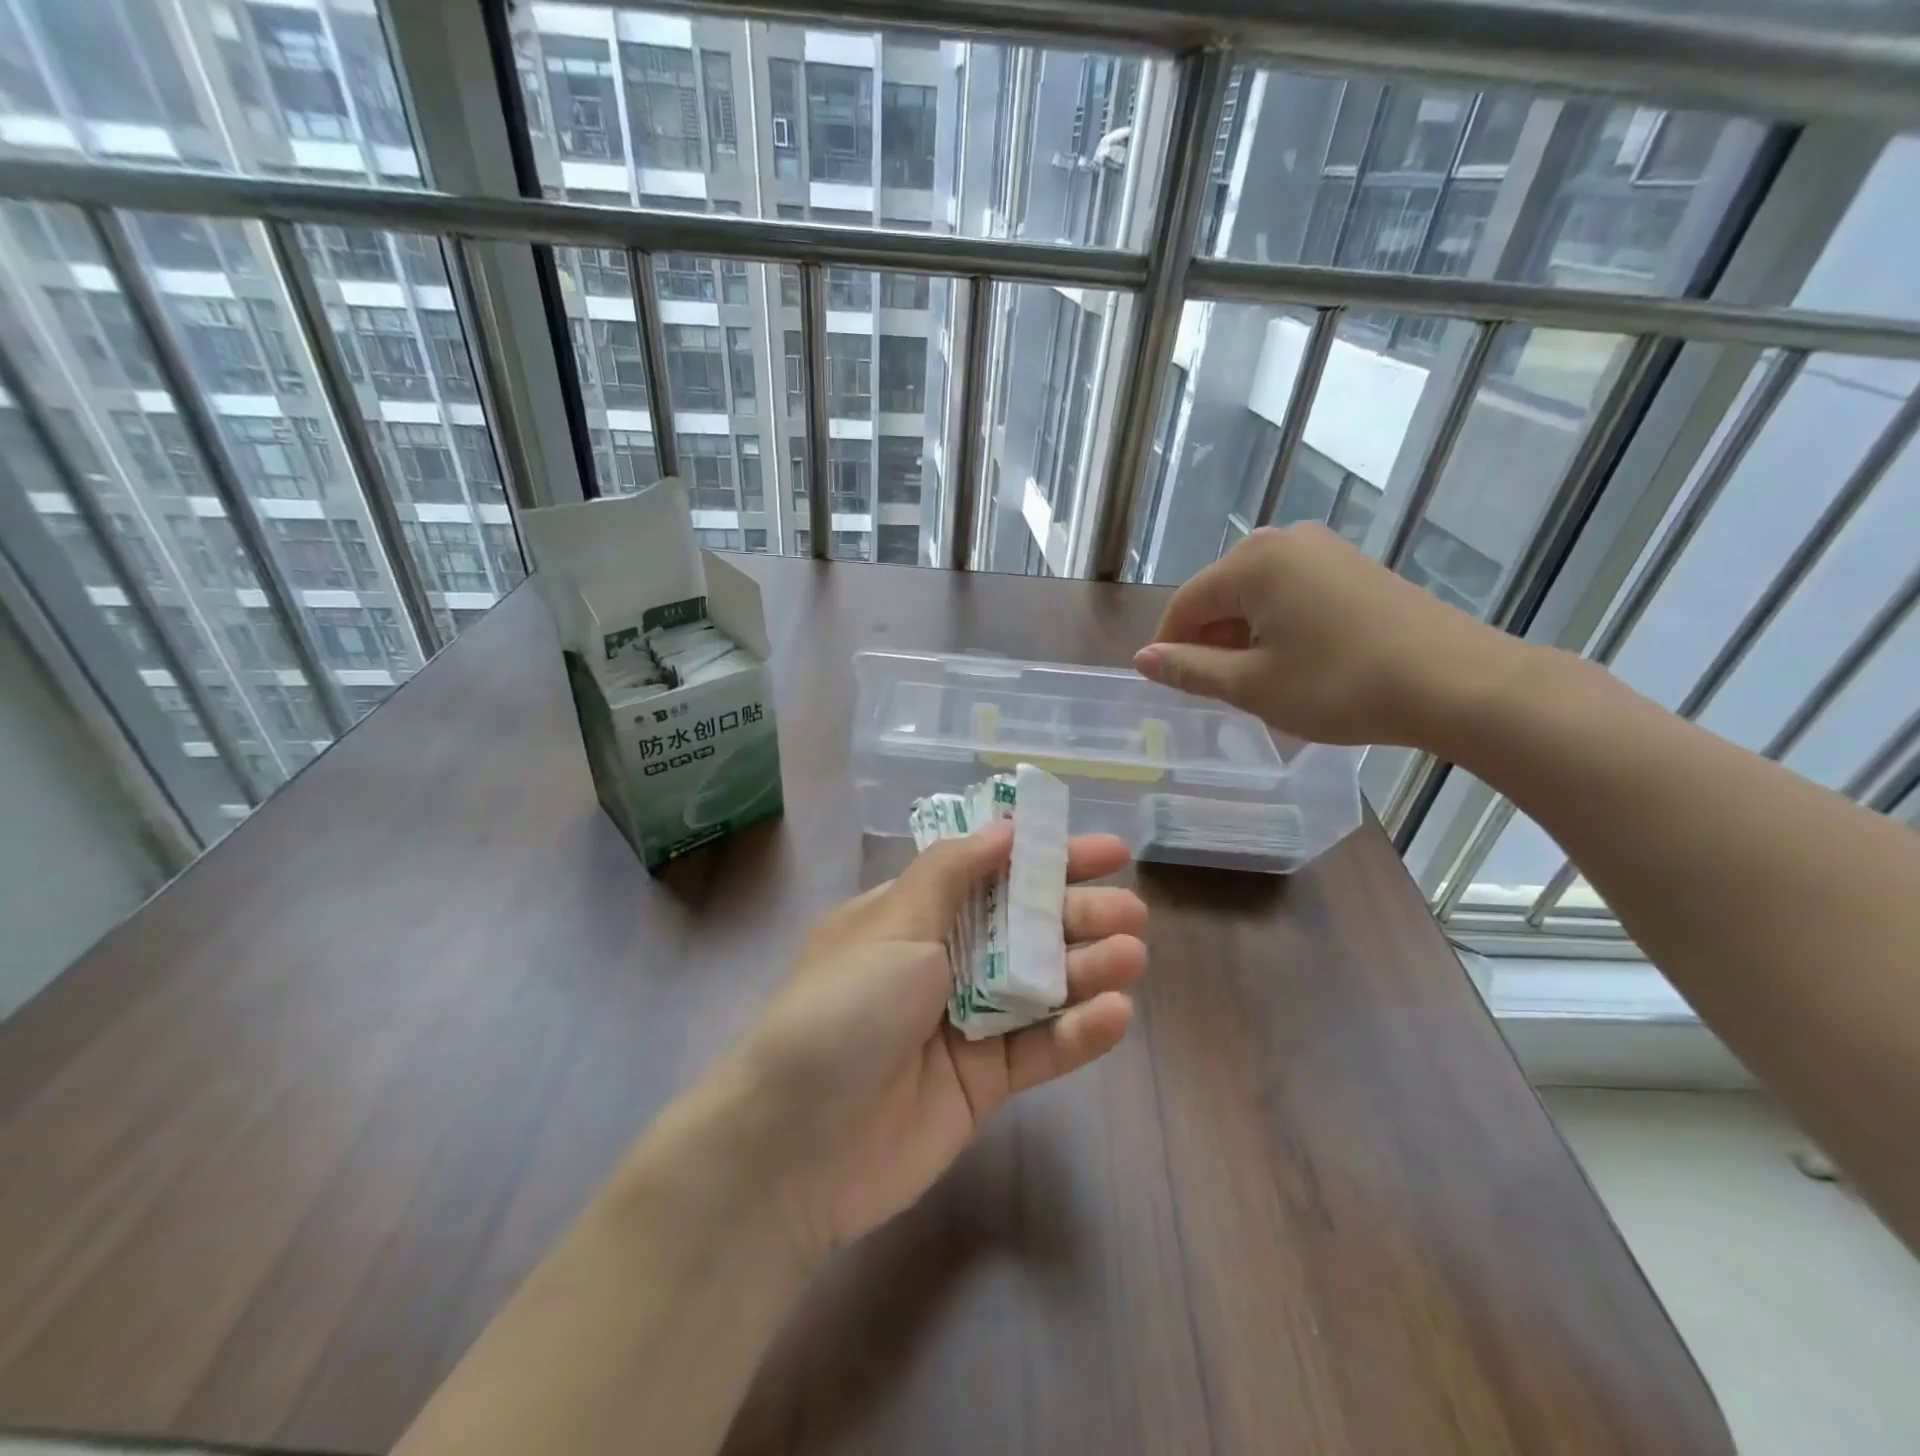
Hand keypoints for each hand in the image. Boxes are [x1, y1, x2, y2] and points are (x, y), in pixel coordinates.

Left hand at [730, 823, 1145, 1258]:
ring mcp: (967, 1023)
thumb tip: (1003, 828)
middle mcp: (944, 962)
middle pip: (1025, 928)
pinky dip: (1078, 1033)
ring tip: (1132, 955)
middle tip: (1132, 910)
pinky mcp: (985, 1082)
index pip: (992, 873)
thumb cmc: (843, 1011)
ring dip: (1088, 968)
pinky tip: (1115, 1014)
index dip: (1046, 858)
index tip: (1106, 851)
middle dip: (1078, 913)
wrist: (796, 1146)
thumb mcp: (892, 924)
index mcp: (914, 916)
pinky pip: (1039, 1049)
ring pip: (1041, 986)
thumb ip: (952, 874)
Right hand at [1133, 523, 1524, 748]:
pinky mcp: (1354, 567)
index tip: (1169, 686)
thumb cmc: (1340, 685)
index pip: (1186, 604)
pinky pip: (1292, 593)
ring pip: (1256, 595)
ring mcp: (1324, 550)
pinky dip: (1278, 626)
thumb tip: (1143, 659)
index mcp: (1252, 561)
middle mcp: (1283, 541)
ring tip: (1257, 682)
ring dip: (1243, 637)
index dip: (1169, 647)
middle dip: (1209, 641)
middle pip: (1220, 595)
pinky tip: (1294, 661)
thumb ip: (1190, 669)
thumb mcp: (1252, 685)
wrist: (1456, 683)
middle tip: (1218, 691)